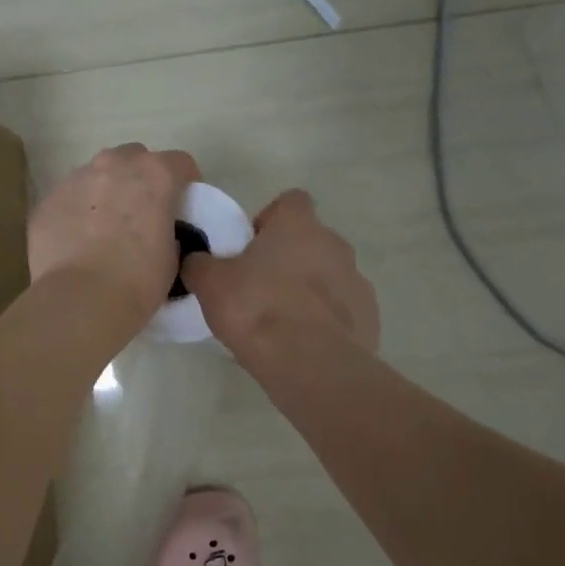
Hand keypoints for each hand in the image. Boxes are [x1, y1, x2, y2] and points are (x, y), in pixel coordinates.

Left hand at [28, 144, 200, 339]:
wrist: (80, 299)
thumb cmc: (137, 281)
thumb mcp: (171, 257)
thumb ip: (167, 231)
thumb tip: (155, 233)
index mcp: (154, 175)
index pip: (179, 163)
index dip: (185, 182)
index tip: (183, 204)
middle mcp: (113, 165)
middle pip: (133, 158)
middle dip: (140, 178)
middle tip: (141, 212)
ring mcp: (75, 180)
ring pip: (96, 175)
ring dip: (105, 192)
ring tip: (104, 229)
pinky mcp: (47, 201)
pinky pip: (69, 200)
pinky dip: (76, 213)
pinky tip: (77, 243)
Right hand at [182, 189, 379, 359]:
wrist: (310, 363)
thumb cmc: (256, 310)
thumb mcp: (210, 284)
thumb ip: (200, 264)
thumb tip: (196, 259)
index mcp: (298, 226)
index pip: (291, 202)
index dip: (269, 220)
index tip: (250, 248)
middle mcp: (335, 245)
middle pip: (310, 242)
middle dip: (288, 260)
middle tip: (259, 290)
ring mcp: (357, 281)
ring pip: (329, 277)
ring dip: (308, 292)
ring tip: (281, 325)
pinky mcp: (368, 318)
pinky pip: (342, 312)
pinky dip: (325, 323)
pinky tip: (304, 346)